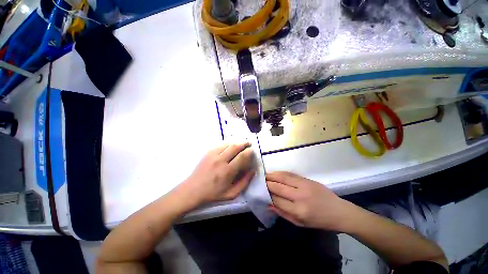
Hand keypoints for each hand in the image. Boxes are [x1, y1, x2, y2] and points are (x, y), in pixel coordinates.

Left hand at [180, 143, 254, 205]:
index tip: (252, 151)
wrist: (193, 190)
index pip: (242, 156)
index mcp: (227, 171)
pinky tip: (230, 146)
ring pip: (228, 144)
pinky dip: (228, 144)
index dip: (249, 152)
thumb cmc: (213, 194)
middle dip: (244, 143)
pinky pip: (220, 144)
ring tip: (241, 144)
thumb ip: (244, 183)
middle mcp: (221, 160)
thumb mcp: (232, 193)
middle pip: (235, 146)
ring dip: (236, 143)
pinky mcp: (208, 153)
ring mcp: (213, 155)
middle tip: (249, 144)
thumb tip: (252, 170)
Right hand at [267, 172, 354, 230]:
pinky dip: (281, 173)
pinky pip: (291, 174)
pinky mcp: (307, 179)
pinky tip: (276, 173)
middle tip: (260, 181)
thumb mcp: (300, 223)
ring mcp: (304, 186)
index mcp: (298, 211)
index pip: (277, 200)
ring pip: (283, 178)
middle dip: (267, 184)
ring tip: (265, 175)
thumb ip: (283, 213)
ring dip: (272, 175)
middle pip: (278, 187)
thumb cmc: (319, 221)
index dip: (268, 196)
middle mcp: (300, 196)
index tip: (262, 193)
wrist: (339, 211)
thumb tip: (269, 205)